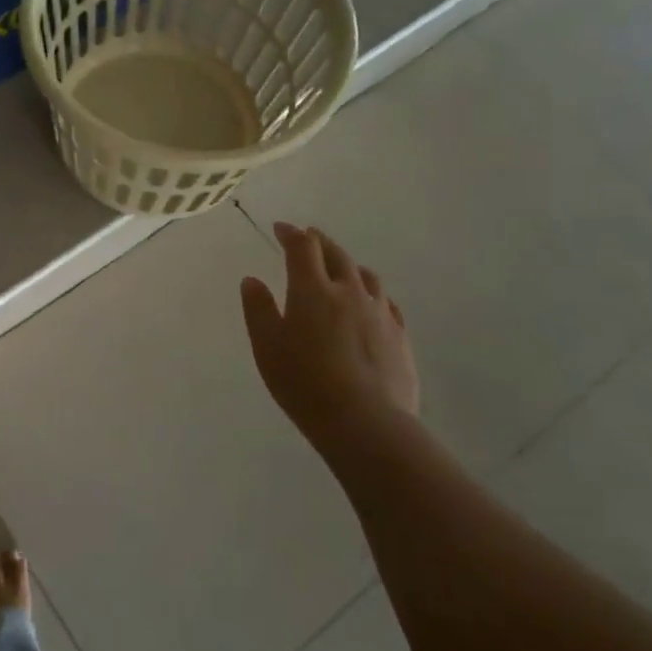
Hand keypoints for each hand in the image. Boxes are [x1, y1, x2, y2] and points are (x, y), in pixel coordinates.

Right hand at [240, 223, 419, 444]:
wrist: (365, 421)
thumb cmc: (304, 382)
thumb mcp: (267, 346)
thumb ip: (258, 309)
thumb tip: (252, 280)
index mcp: (313, 290)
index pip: (302, 248)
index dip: (290, 234)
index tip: (280, 228)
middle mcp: (349, 291)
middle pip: (336, 255)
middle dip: (320, 242)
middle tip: (309, 236)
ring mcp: (379, 313)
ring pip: (365, 275)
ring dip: (348, 263)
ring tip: (340, 265)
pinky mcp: (399, 336)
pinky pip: (386, 301)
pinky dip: (372, 291)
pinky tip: (371, 301)